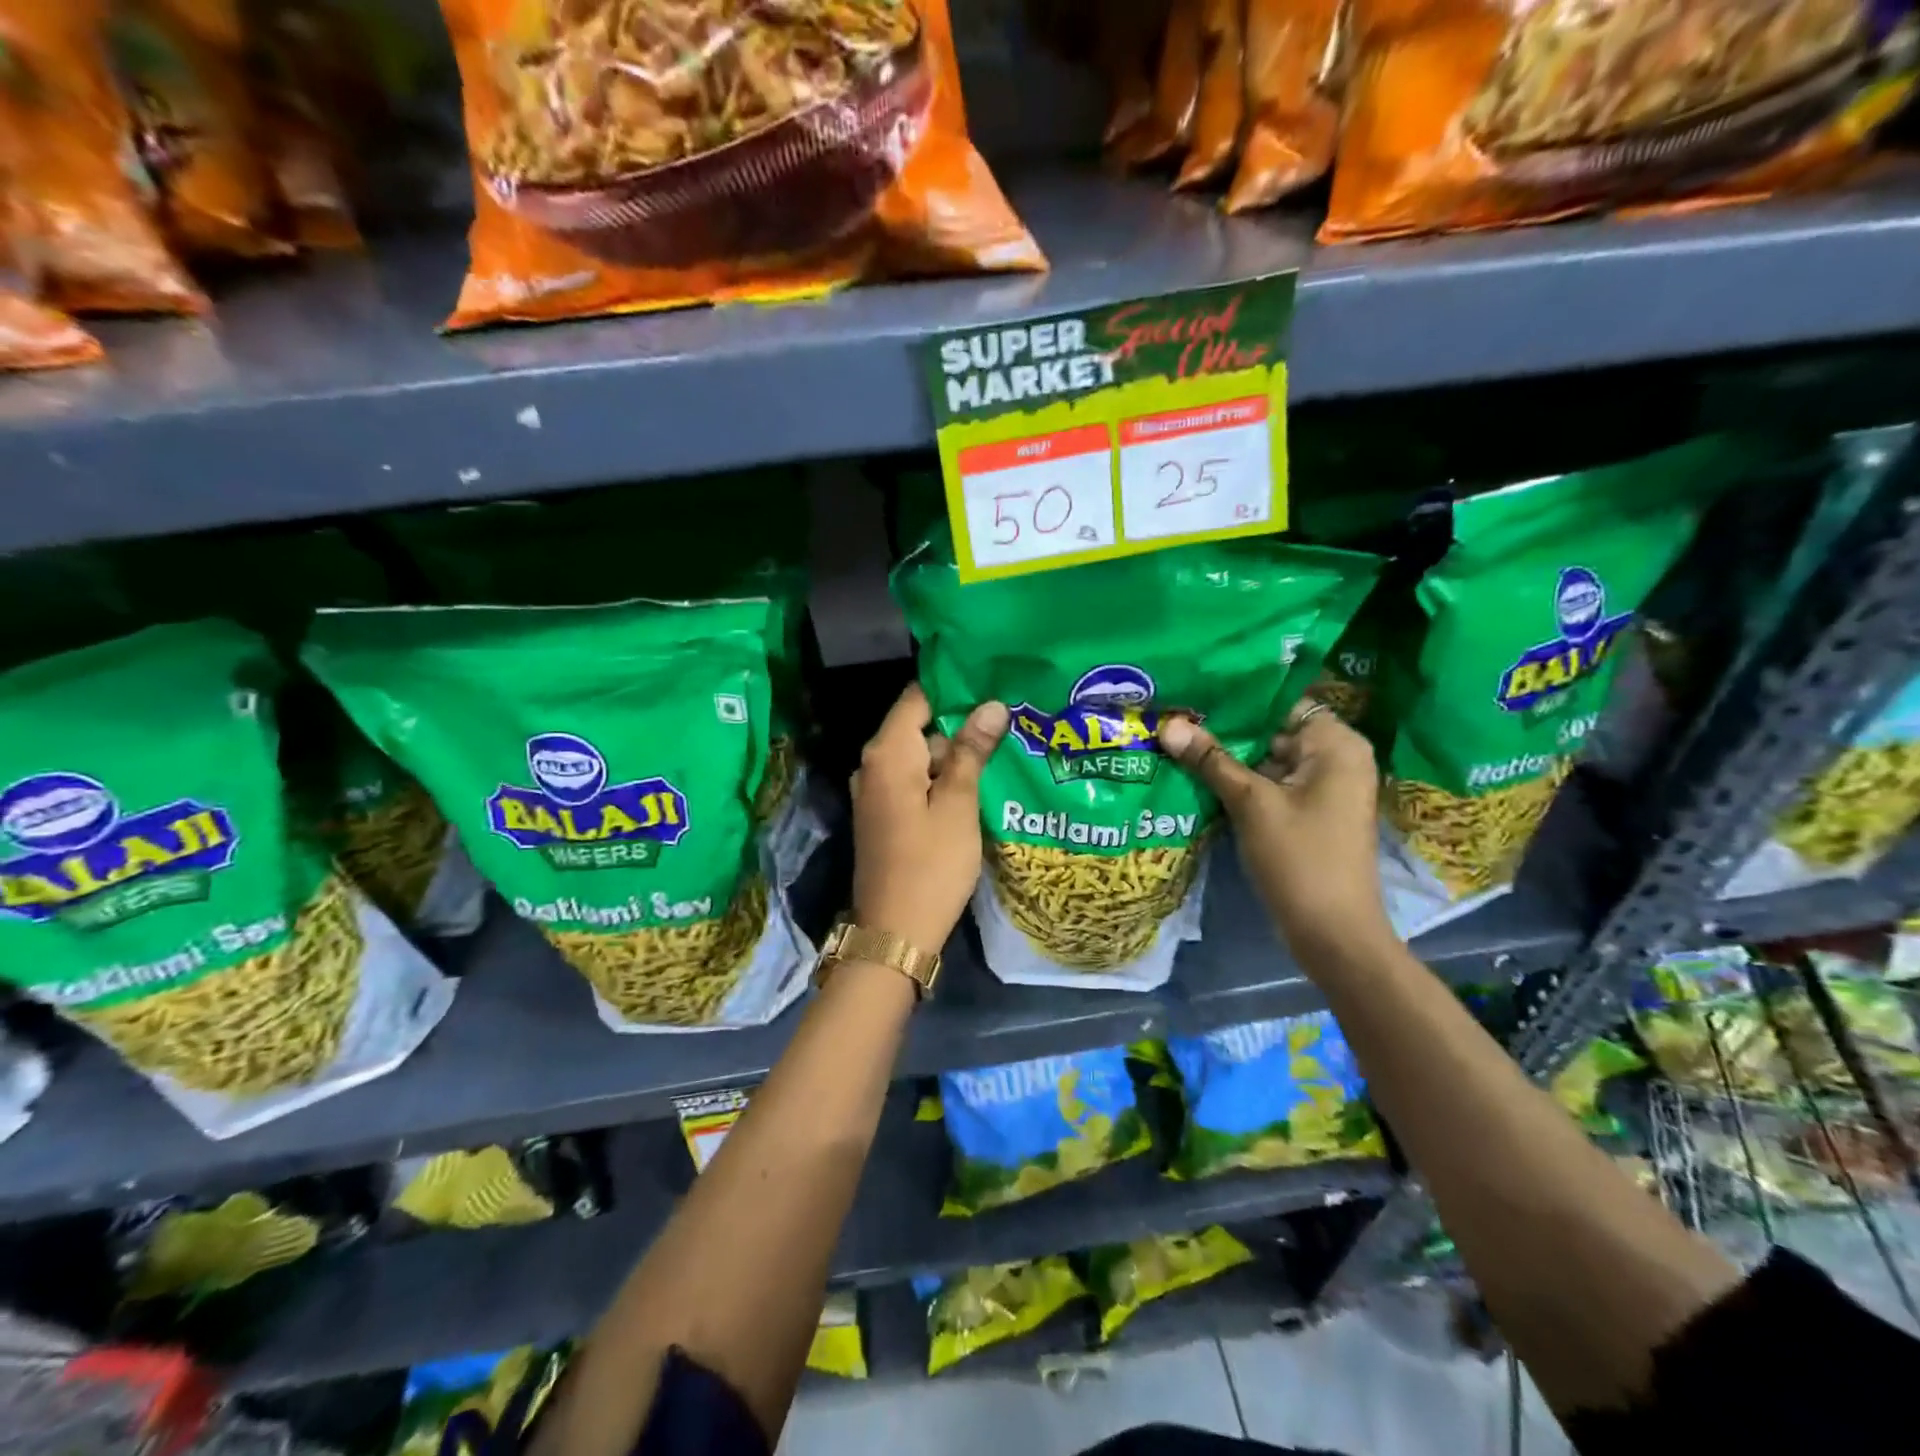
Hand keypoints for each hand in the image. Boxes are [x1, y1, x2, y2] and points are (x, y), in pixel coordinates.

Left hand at [850, 683, 1008, 953]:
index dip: (954, 688)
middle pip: (919, 727)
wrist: (895, 933)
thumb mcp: (958, 804)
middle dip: (960, 726)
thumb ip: (971, 751)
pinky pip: (913, 782)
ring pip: (919, 757)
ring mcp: (875, 792)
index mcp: (887, 754)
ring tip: (1001, 753)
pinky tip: (975, 787)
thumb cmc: (931, 865)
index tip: (993, 684)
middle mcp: (872, 765)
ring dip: (954, 756)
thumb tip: (991, 704)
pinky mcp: (883, 815)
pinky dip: (940, 780)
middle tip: (1009, 724)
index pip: (917, 697)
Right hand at [1158, 699, 1394, 963]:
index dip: (1236, 697)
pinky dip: (1238, 781)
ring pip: (1266, 759)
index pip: (1281, 702)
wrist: (1332, 933)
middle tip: (1173, 715)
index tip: (1192, 692)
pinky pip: (1269, 784)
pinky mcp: (1306, 813)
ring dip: (1226, 756)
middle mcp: (1335, 758)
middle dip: (1224, 728)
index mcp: (1336, 745)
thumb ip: (1210, 760)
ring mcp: (1321, 788)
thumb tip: (1168, 724)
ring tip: (1175, 739)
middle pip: (1272, 730)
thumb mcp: (1251, 804)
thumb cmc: (1300, 858)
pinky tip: (1195, 774)